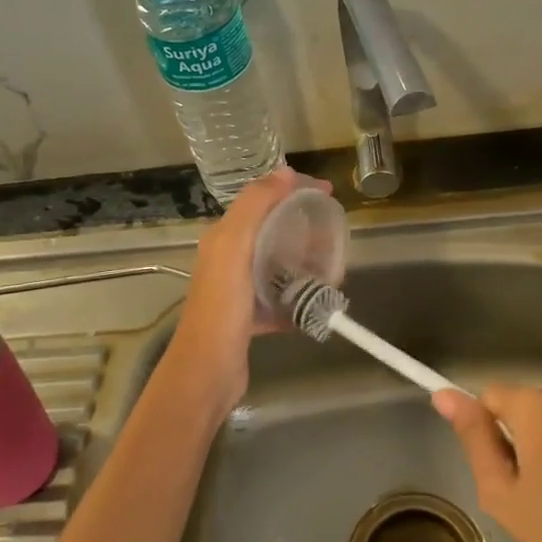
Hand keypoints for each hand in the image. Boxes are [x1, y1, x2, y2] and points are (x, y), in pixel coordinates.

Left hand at [164, 167, 327, 415]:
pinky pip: (279, 299)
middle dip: (304, 228)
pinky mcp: (248, 318)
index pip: (261, 201)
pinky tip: (319, 302)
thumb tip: (285, 172)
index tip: (327, 193)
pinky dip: (299, 297)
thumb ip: (256, 205)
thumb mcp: (235, 245)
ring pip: (278, 266)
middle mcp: (228, 259)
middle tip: (334, 234)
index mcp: (223, 237)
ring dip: (305, 263)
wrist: (208, 370)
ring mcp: (238, 291)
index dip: (293, 191)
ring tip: (334, 269)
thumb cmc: (222, 305)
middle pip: (273, 233)